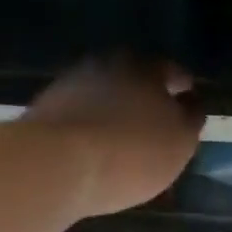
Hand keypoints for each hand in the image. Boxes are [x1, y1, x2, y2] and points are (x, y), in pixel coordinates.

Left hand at [22, 56, 204, 217]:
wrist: (54, 165)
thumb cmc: (130, 153)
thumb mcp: (178, 142)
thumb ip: (189, 120)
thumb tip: (189, 104)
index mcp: (145, 66)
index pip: (173, 73)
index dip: (183, 91)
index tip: (187, 106)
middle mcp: (105, 65)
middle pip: (132, 81)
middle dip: (144, 100)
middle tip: (152, 127)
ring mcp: (68, 86)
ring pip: (100, 98)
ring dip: (111, 115)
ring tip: (119, 144)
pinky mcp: (42, 112)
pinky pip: (75, 119)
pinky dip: (86, 131)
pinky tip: (89, 152)